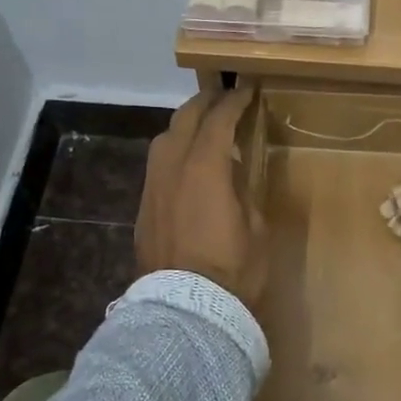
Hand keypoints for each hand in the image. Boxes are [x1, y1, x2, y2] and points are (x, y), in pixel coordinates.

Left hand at [136, 87, 266, 311]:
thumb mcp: (256, 227)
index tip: (247, 90)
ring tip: (202, 125)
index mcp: (204, 167)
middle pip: (185, 119)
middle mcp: (172, 167)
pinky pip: (157, 164)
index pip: (218, 119)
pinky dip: (173, 151)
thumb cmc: (232, 269)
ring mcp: (153, 186)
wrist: (185, 310)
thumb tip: (233, 174)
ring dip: (184, 124)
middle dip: (205, 102)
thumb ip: (243, 191)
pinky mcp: (144, 206)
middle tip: (223, 95)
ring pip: (164, 138)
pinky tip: (186, 162)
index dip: (234, 101)